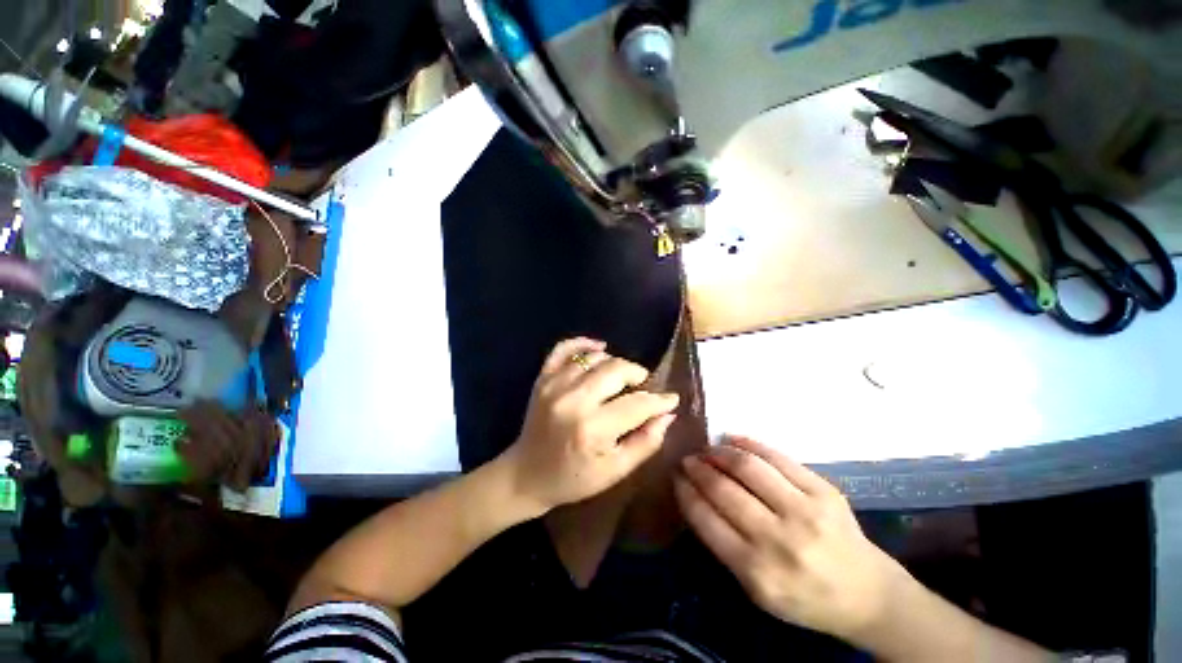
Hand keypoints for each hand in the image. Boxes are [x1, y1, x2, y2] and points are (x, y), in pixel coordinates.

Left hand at [505, 338, 679, 513]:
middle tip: (643, 385)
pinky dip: (583, 343)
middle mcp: (573, 400)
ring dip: (614, 364)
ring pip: (595, 358)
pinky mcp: (543, 378)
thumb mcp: (615, 471)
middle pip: (617, 370)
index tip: (671, 398)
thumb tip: (667, 414)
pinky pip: (564, 348)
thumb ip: (646, 442)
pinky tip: (599, 349)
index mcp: (592, 429)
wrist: (526, 474)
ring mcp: (554, 385)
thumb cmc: (574, 478)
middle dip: (637, 374)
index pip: (637, 404)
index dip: (659, 400)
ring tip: (620, 378)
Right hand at [674, 436, 907, 640]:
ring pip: (748, 467)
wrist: (867, 594)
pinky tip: (732, 439)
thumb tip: (696, 496)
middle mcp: (779, 540)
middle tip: (688, 459)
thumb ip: (724, 545)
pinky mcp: (824, 490)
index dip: (686, 492)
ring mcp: (805, 511)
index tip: (676, 476)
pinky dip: (748, 443)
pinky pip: (777, 457)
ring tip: (708, 449)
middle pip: (724, 489)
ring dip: (719, 452)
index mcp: (757, 572)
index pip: (706, 519)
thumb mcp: (756, 589)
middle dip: (698, 468)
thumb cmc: (804, 598)